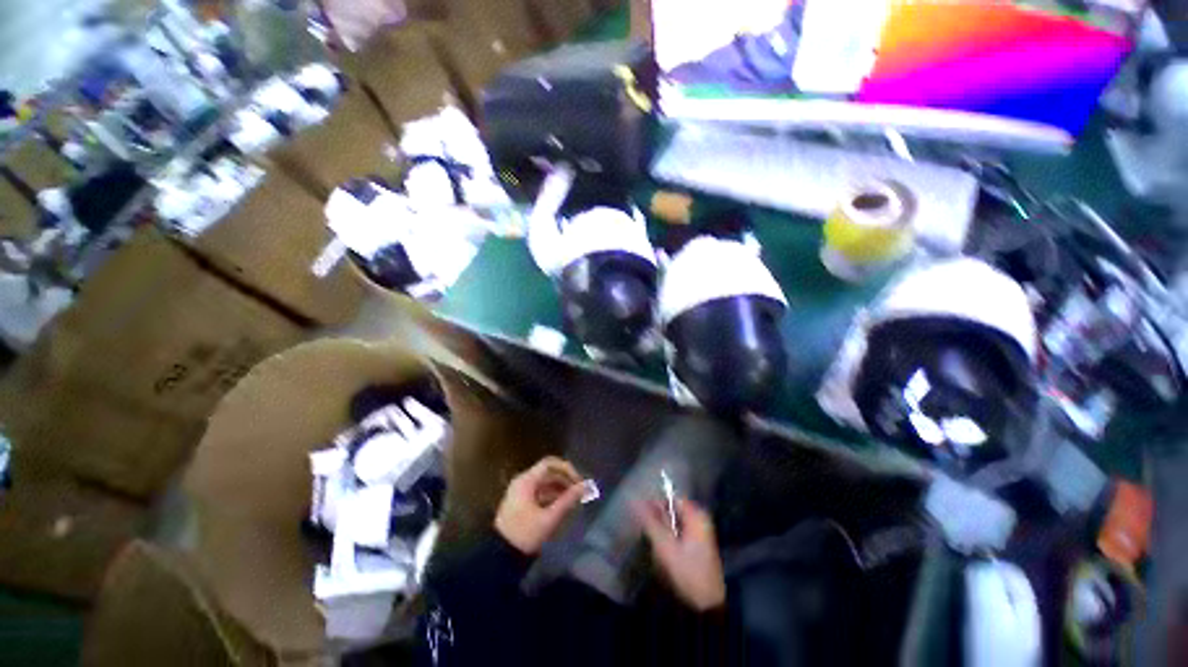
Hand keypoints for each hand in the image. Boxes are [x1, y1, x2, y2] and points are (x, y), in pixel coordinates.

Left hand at [495, 457, 585, 554]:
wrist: (498, 556)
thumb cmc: (524, 534)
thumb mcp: (549, 519)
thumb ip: (567, 500)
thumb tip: (585, 486)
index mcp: (527, 480)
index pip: (550, 464)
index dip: (567, 469)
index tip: (579, 482)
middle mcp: (523, 481)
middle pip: (548, 472)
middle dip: (565, 480)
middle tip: (579, 492)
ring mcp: (520, 491)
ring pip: (545, 482)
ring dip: (560, 488)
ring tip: (573, 501)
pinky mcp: (520, 502)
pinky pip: (540, 492)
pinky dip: (552, 496)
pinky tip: (562, 507)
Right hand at [635, 498, 725, 611]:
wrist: (707, 606)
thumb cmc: (688, 572)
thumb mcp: (665, 546)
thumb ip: (649, 521)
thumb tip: (633, 501)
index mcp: (696, 515)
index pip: (670, 498)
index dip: (653, 501)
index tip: (638, 508)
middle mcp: (699, 519)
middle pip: (671, 510)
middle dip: (656, 518)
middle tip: (642, 527)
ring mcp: (698, 533)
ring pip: (672, 523)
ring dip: (659, 530)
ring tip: (651, 541)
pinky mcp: (695, 546)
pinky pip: (676, 534)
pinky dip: (666, 538)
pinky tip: (660, 550)